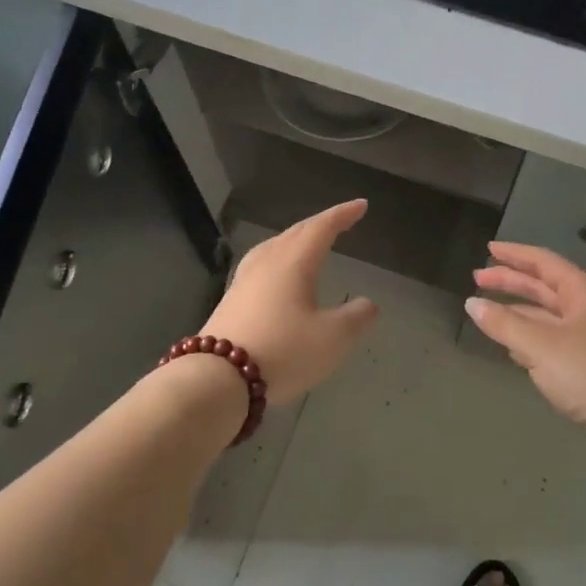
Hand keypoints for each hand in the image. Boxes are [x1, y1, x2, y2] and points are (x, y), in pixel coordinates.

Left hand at [200, 200, 377, 404]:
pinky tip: (276, 274)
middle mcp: (268, 262)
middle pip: (296, 232)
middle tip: (339, 220)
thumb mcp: (333, 339)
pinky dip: (278, 258)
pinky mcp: (231, 300)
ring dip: (296, 239)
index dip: (343, 214)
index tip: (361, 205)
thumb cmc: (283, 352)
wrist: (217, 379)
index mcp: (295, 261)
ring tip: (307, 242)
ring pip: (274, 246)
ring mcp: (244, 280)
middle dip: (320, 224)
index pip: (323, 227)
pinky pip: (261, 264)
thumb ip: (356, 318)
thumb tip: (368, 304)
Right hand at [466, 241, 585, 436]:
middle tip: (477, 277)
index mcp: (581, 292)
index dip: (515, 254)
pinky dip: (528, 334)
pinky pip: (550, 338)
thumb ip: (504, 323)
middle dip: (510, 281)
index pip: (543, 262)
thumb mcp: (539, 346)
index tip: (489, 248)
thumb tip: (472, 304)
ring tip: (487, 309)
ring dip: (517, 309)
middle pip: (542, 286)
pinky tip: (511, 345)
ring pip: (545, 313)